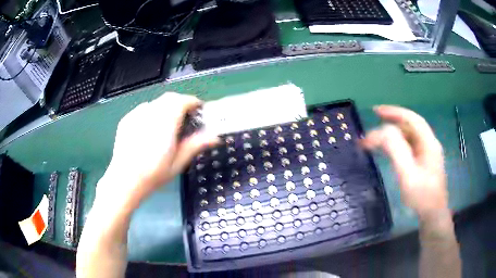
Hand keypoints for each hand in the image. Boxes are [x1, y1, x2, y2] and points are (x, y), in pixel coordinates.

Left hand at [97, 92, 218, 210]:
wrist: (125, 180)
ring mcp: (137, 114)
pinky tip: (149, 129)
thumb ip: (196, 144)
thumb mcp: (178, 162)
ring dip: (166, 108)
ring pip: (156, 103)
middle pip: (170, 98)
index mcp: (166, 121)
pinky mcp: (127, 119)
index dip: (194, 103)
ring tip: (167, 125)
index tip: (199, 111)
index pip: (183, 101)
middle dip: (181, 104)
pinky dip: (151, 113)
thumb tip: (215, 136)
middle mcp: (151, 112)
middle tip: (185, 119)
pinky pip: (143, 109)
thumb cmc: (154, 174)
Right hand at [361, 105, 447, 217]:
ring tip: (377, 139)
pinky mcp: (424, 162)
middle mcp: (429, 143)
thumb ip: (396, 151)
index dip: (394, 112)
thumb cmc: (422, 196)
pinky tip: (389, 151)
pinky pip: (409, 146)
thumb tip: (382, 131)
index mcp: (428, 142)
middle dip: (391, 122)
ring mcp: (427, 153)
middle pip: (410, 126)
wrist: (433, 215)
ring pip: (409, 136)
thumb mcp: (408, 175)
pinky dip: (397, 144)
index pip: (411, 118)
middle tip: (373, 126)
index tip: (375, 111)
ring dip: (393, 134)